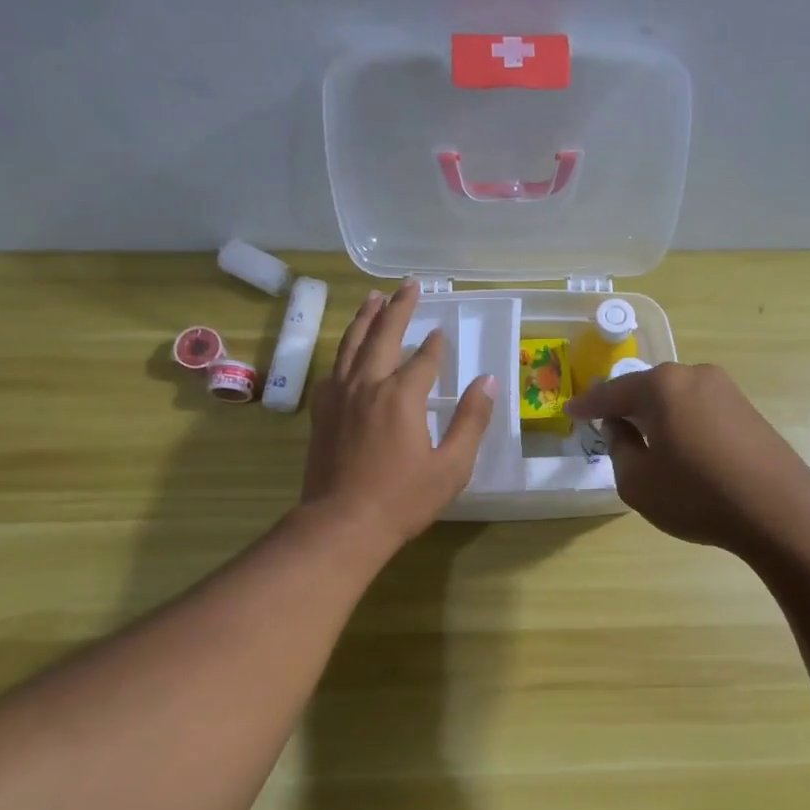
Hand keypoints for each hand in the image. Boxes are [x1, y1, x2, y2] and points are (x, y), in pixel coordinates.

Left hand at [300, 279, 496, 553]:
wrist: (342, 524)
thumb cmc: (403, 500)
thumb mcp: (451, 466)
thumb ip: (471, 421)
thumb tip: (487, 381)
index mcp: (402, 396)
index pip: (424, 359)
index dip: (436, 346)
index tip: (443, 332)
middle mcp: (368, 385)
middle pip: (383, 336)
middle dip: (398, 308)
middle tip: (408, 285)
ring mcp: (339, 396)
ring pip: (351, 345)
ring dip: (364, 318)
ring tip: (372, 298)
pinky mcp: (322, 412)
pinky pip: (332, 369)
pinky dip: (342, 351)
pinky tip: (346, 351)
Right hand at [565, 362, 809, 555]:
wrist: (779, 510)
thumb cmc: (697, 495)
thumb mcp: (637, 481)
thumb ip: (618, 448)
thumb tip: (619, 427)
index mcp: (661, 386)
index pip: (612, 393)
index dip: (588, 405)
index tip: (570, 411)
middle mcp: (694, 375)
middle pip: (647, 388)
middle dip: (624, 406)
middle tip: (605, 424)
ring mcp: (726, 389)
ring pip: (675, 398)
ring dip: (655, 415)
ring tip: (642, 439)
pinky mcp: (747, 409)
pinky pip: (698, 409)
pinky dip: (680, 422)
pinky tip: (679, 447)